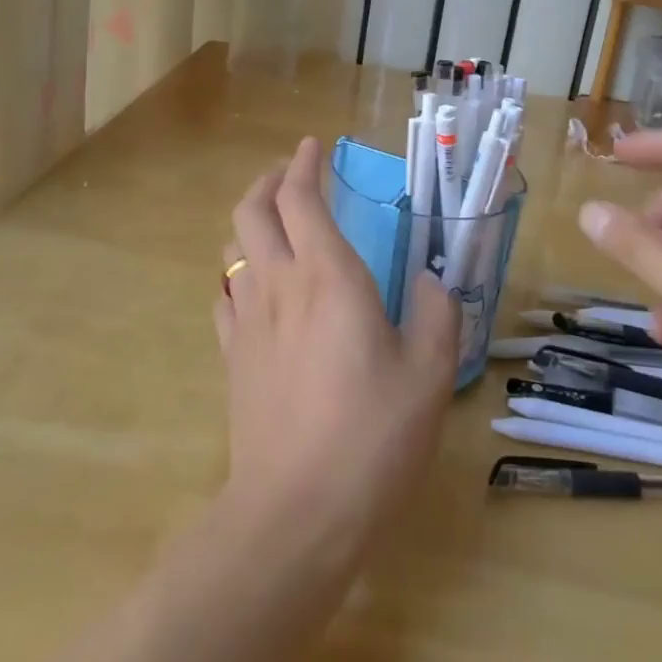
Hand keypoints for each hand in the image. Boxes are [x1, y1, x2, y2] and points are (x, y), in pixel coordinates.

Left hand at [217, 137, 457, 560]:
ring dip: (250, 222)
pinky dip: (239, 272)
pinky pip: (225, 294)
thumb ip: (435, 314)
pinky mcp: (231, 357)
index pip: (300, 197)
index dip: (304, 165)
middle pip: (251, 210)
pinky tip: (257, 288)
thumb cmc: (372, 437)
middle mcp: (278, 284)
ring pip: (232, 248)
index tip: (313, 147)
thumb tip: (429, 280)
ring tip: (275, 225)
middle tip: (290, 176)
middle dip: (267, 181)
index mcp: (327, 276)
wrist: (296, 514)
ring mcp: (246, 321)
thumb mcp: (429, 374)